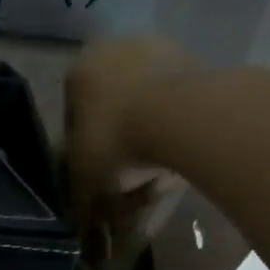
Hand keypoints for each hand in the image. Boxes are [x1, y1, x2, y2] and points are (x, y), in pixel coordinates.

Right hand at [64, 35, 192, 269]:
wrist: (181, 118)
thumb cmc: (114, 141)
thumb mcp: (83, 180)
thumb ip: (77, 198)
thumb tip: (80, 221)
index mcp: (79, 69)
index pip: (71, 117)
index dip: (79, 154)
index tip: (92, 180)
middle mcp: (116, 48)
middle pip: (111, 109)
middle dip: (116, 146)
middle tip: (124, 182)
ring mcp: (161, 49)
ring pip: (145, 107)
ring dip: (147, 141)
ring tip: (154, 179)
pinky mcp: (198, 61)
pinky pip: (176, 107)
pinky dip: (174, 133)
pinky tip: (175, 163)